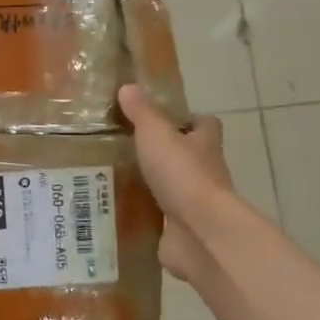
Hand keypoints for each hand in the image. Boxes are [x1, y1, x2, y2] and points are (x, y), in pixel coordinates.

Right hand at [118, 83, 232, 284]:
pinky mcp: (181, 231)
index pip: (205, 125)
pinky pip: (161, 220)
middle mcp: (205, 172)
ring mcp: (194, 204)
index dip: (189, 120)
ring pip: (173, 189)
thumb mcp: (156, 135)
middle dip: (165, 154)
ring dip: (153, 186)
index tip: (164, 119)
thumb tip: (128, 87)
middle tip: (129, 149)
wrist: (200, 232)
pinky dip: (145, 216)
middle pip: (189, 157)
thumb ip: (142, 113)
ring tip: (115, 178)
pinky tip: (119, 211)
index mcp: (204, 145)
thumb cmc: (183, 175)